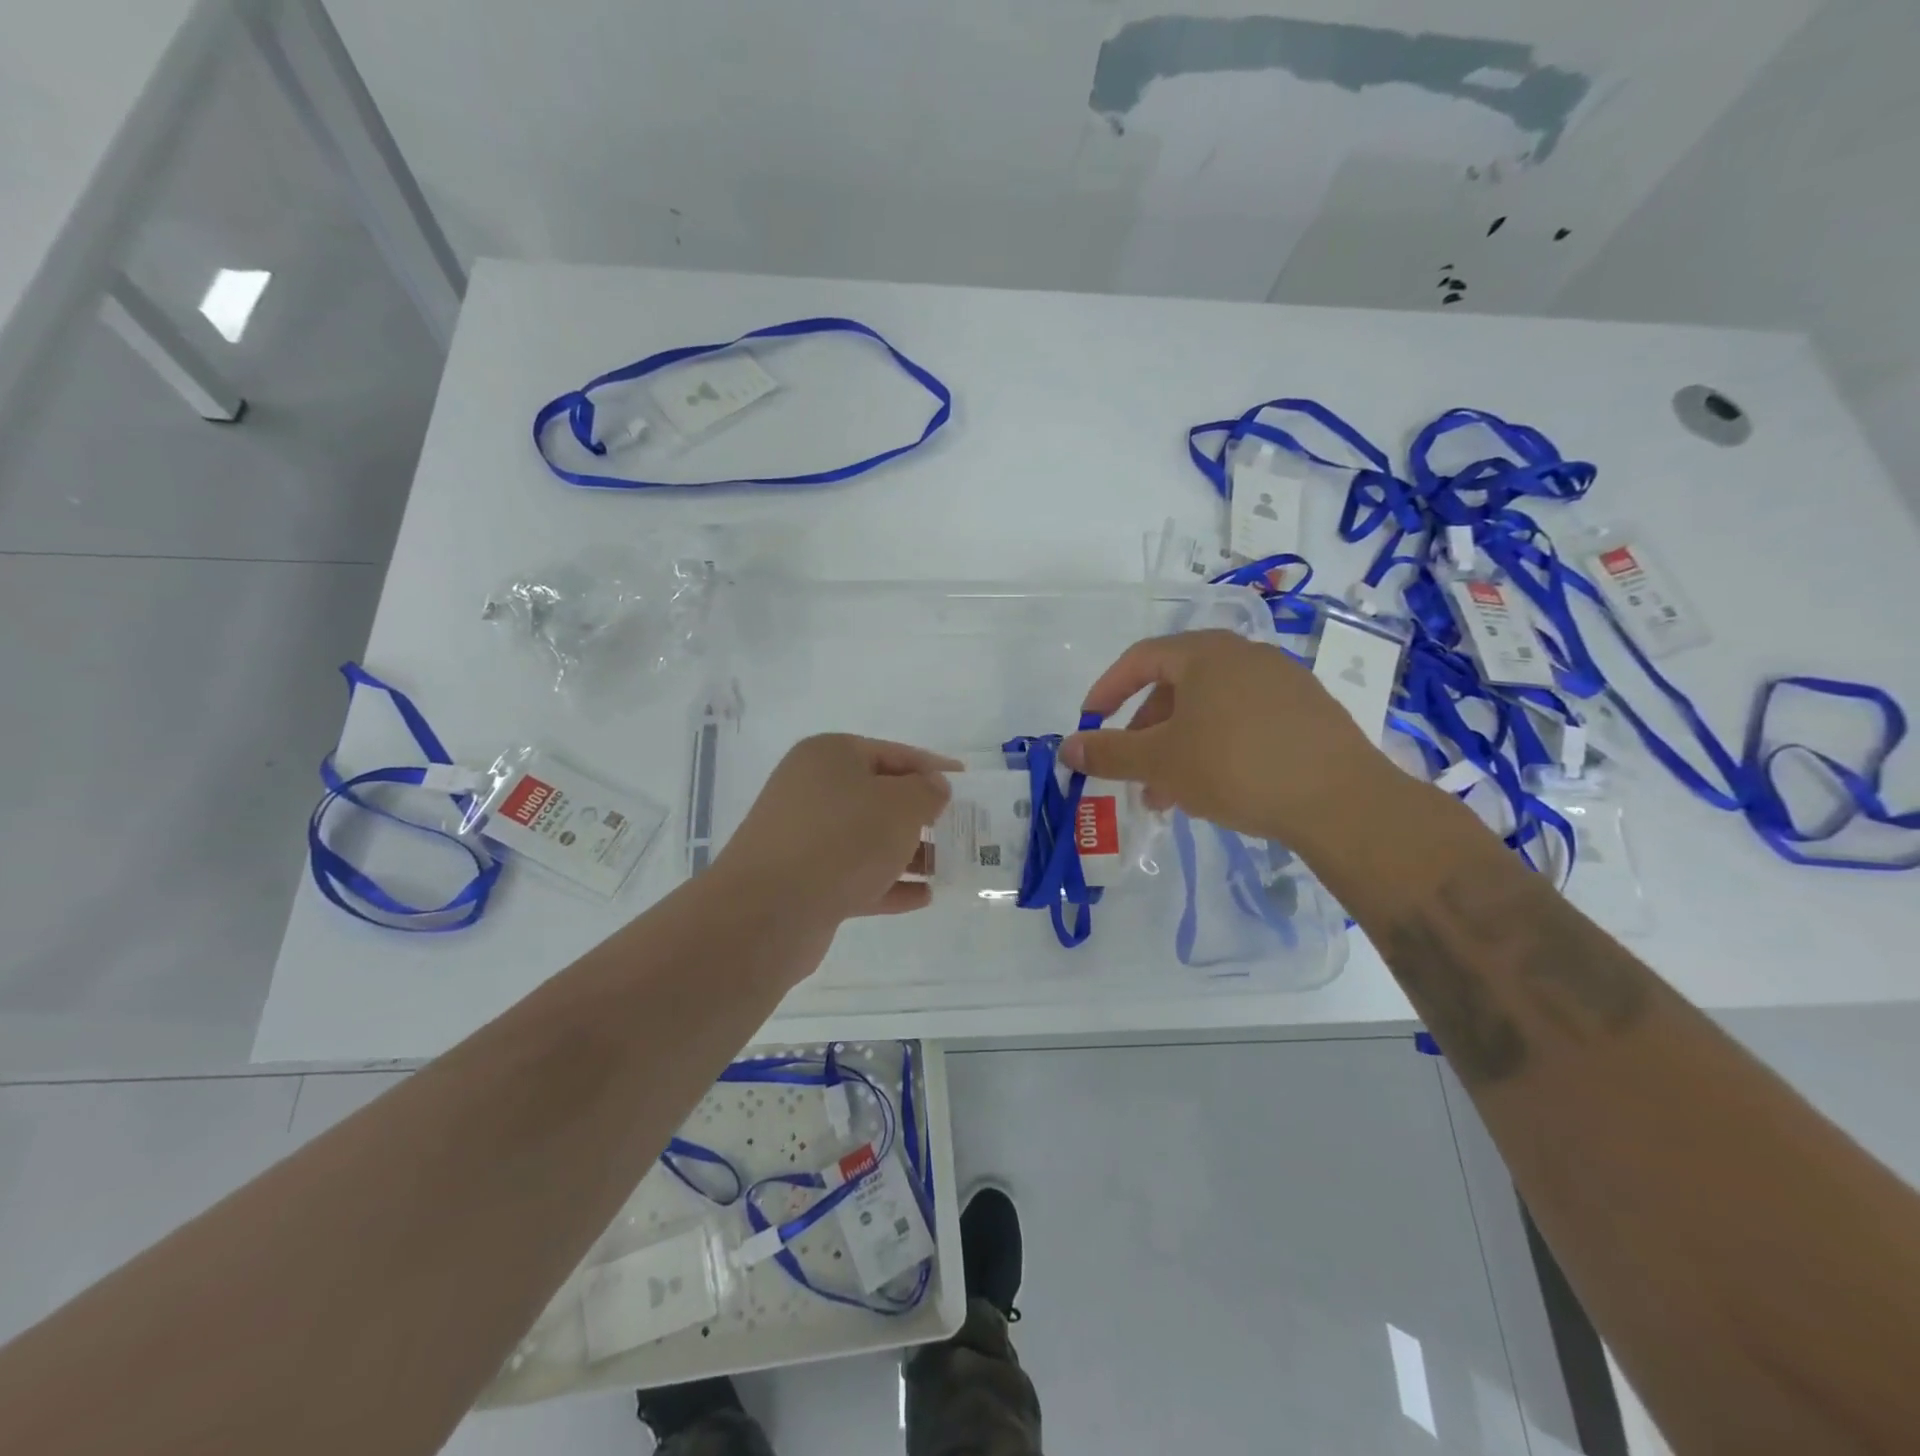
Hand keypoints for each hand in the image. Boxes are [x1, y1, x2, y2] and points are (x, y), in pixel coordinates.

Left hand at [713, 734, 956, 924]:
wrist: (768, 911)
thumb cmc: (842, 839)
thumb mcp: (900, 805)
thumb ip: (926, 791)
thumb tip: (932, 788)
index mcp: (830, 756)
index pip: (894, 753)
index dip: (933, 768)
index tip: (966, 784)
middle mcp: (812, 789)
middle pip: (879, 796)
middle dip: (921, 815)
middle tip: (959, 830)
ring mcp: (805, 837)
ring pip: (868, 839)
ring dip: (908, 852)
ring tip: (947, 867)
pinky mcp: (803, 881)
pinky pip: (856, 875)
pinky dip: (888, 883)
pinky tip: (923, 896)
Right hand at [1060, 629, 1389, 845]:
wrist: (1340, 800)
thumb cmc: (1235, 767)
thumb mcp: (1160, 762)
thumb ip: (1108, 753)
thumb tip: (1067, 748)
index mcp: (1205, 653)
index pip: (1140, 659)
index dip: (1107, 690)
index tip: (1090, 723)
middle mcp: (1245, 655)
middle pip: (1176, 686)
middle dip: (1147, 732)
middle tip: (1136, 772)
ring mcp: (1283, 681)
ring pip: (1211, 709)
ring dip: (1180, 746)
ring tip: (1172, 794)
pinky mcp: (1309, 712)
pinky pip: (1245, 721)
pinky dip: (1218, 747)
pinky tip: (1219, 788)